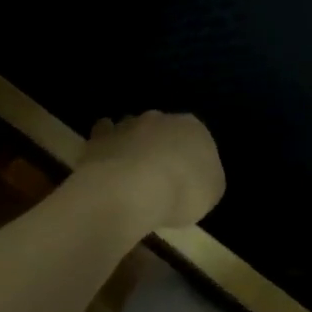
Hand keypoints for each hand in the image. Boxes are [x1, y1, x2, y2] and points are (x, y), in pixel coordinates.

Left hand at [80, 111, 224, 231]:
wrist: (133, 188)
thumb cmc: (183, 190)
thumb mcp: (211, 192)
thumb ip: (206, 180)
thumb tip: (198, 179)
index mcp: (194, 128)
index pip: (196, 139)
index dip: (190, 160)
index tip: (185, 181)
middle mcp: (162, 118)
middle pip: (163, 131)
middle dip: (160, 148)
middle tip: (158, 178)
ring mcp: (128, 125)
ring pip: (133, 130)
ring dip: (132, 146)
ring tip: (129, 176)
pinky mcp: (100, 137)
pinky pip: (103, 138)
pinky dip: (105, 148)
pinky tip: (106, 167)